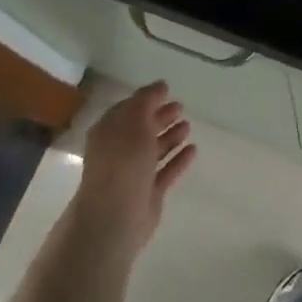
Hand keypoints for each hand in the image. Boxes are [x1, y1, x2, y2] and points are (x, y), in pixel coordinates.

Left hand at [73, 82, 196, 255]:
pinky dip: (178, 159)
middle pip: (142, 129)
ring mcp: (134, 173)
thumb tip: (160, 85)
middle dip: (160, 116)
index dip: (146, 99)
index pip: (127, 109)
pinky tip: (193, 149)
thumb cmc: (122, 162)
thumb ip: (147, 101)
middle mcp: (119, 151)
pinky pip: (166, 170)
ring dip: (171, 136)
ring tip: (188, 125)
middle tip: (180, 106)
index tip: (167, 89)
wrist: (116, 216)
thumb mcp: (134, 122)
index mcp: (108, 132)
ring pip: (154, 150)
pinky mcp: (148, 192)